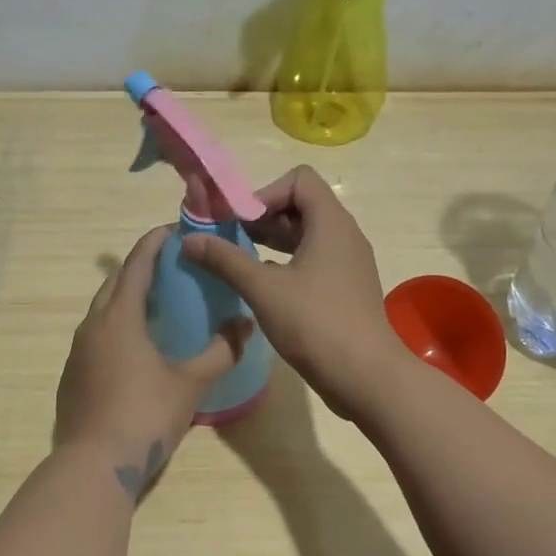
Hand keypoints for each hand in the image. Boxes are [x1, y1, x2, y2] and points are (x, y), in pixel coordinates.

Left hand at [55, 225, 250, 496]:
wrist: (94, 465)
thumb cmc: (144, 415)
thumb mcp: (190, 383)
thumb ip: (221, 351)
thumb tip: (246, 324)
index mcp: (118, 318)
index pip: (137, 265)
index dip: (155, 244)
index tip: (174, 230)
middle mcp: (92, 326)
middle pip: (115, 284)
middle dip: (140, 269)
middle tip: (172, 268)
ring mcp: (77, 352)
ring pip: (102, 312)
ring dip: (127, 299)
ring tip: (157, 304)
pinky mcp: (72, 376)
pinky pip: (96, 337)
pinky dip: (117, 328)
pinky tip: (136, 347)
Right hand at [180, 166, 410, 417]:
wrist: (366, 376)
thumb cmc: (316, 324)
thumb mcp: (264, 290)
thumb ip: (226, 260)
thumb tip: (189, 239)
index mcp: (331, 223)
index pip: (299, 179)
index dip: (265, 193)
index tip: (241, 223)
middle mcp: (344, 235)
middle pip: (302, 205)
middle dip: (263, 218)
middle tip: (232, 241)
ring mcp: (348, 262)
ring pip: (307, 235)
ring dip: (273, 242)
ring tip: (242, 262)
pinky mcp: (347, 287)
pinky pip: (315, 259)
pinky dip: (288, 263)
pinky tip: (265, 288)